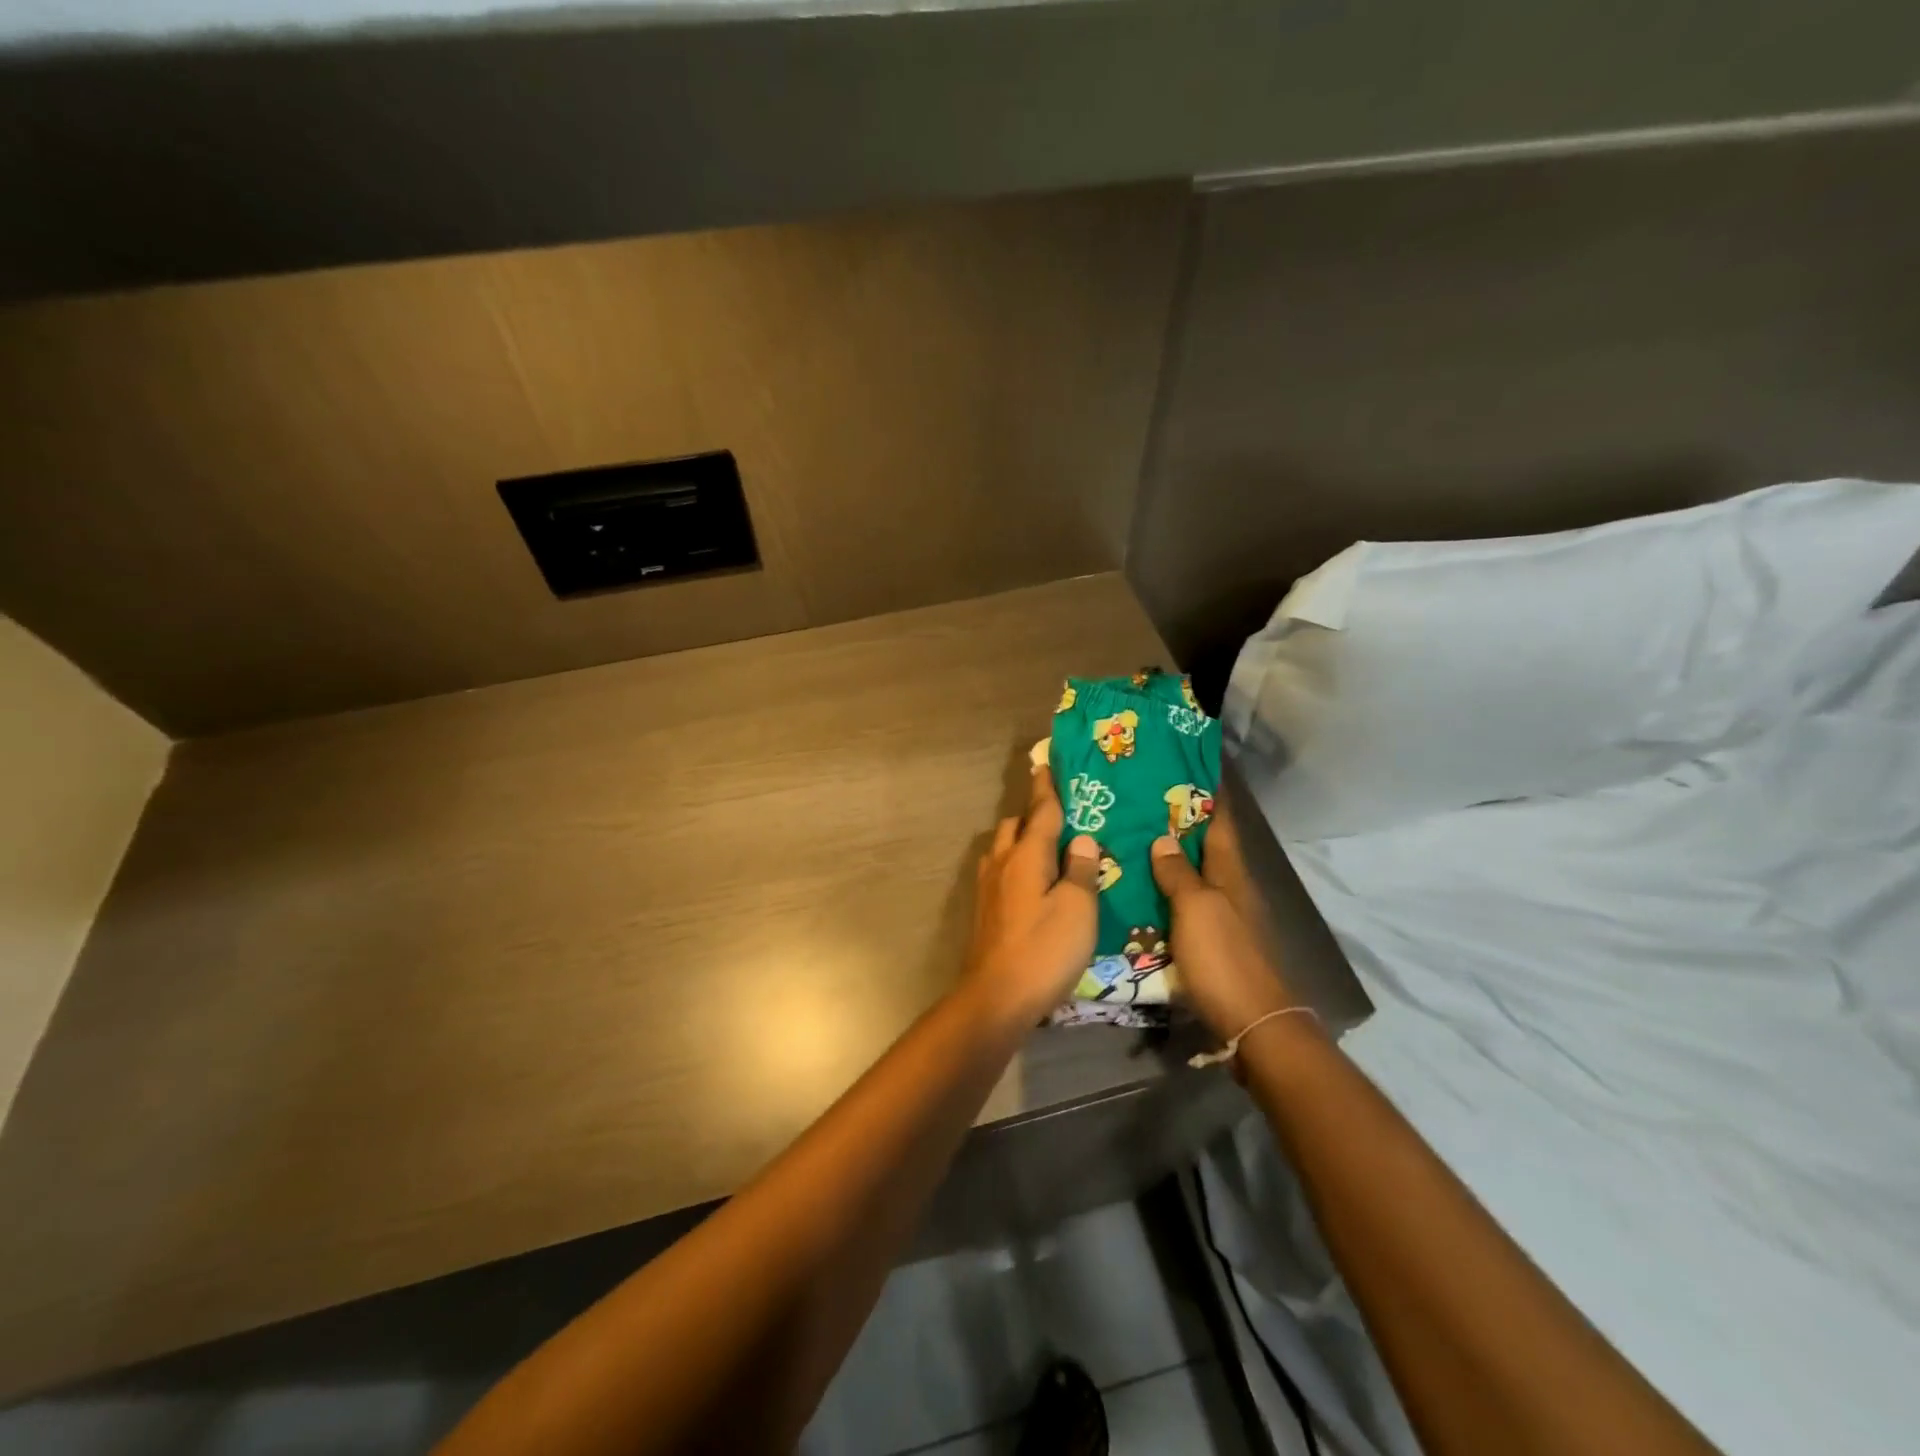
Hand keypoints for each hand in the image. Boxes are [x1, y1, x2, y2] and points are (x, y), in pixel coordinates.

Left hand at [962, 764, 1100, 1026]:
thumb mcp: (1077, 909)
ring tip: (1046, 847)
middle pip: (1015, 825)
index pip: (1040, 812)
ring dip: (1021, 838)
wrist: (996, 996)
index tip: (1045, 763)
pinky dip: (1015, 863)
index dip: (1046, 788)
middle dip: (1033, 813)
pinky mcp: (984, 909)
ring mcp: (987, 887)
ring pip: (1002, 847)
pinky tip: (1029, 881)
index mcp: (1026, 856)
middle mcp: (1001, 863)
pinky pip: (999, 870)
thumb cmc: (1044, 950)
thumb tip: (1082, 839)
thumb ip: (1080, 870)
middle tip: (1059, 814)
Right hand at [1150, 798, 1296, 1039]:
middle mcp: (1229, 888)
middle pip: (1205, 846)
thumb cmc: (1224, 958)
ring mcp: (1222, 916)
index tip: (1185, 766)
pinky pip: (1184, 904)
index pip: (1220, 821)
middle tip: (1139, 801)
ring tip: (1130, 838)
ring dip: (1169, 857)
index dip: (1207, 794)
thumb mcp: (1196, 908)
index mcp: (1230, 872)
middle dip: (1179, 822)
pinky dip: (1165, 891)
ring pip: (1193, 875)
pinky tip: (1139, 891)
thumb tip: (1163, 837)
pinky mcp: (1211, 942)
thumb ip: (1178, 873)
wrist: (1252, 1023)